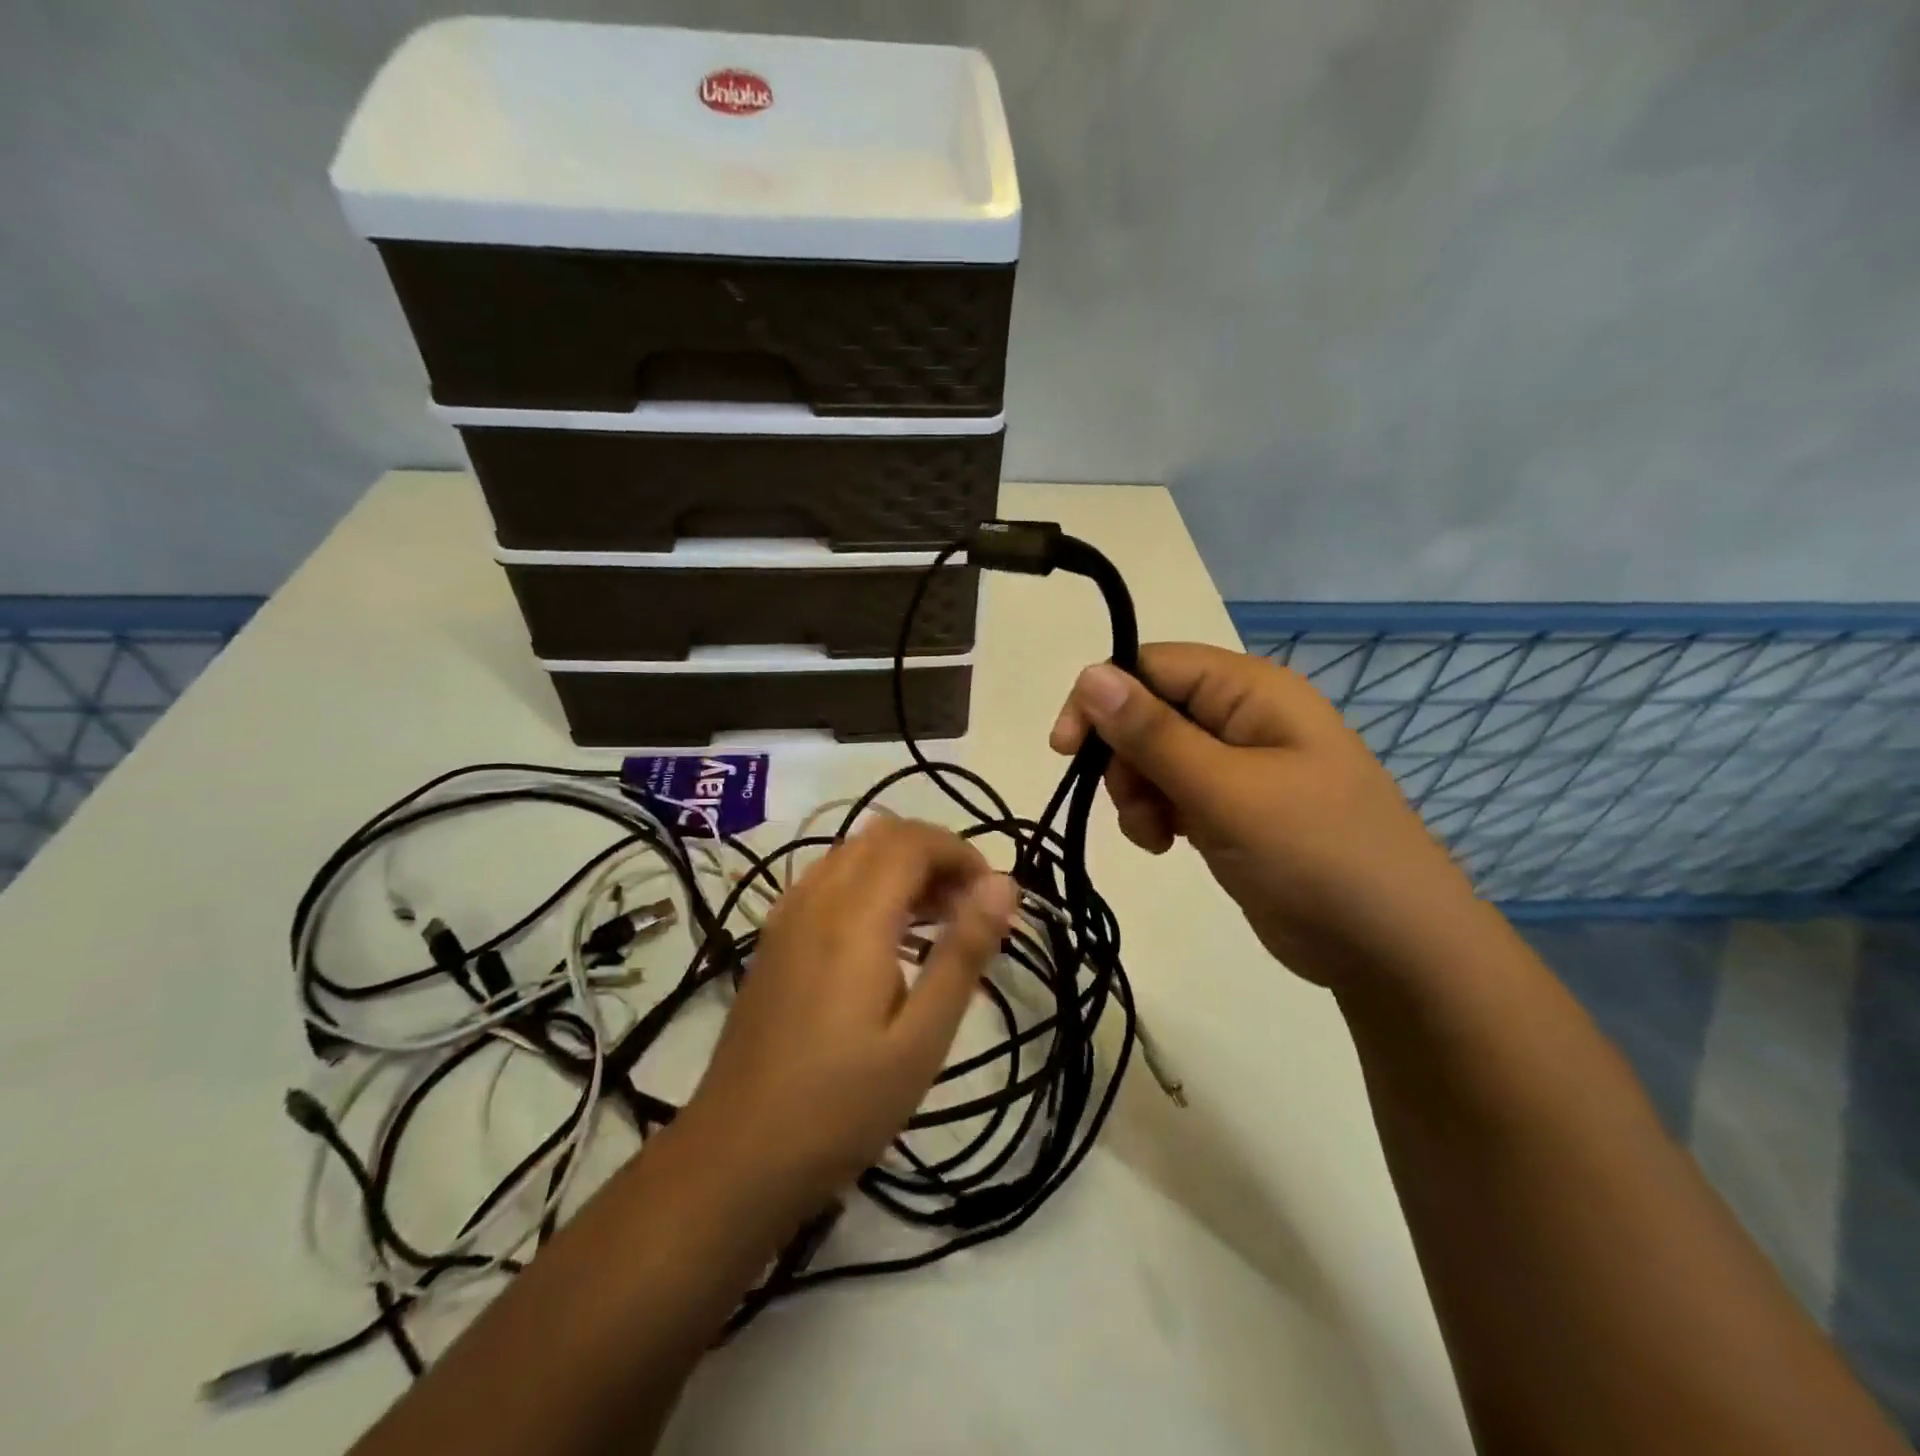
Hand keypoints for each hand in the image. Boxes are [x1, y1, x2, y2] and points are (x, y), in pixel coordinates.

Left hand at [673, 816, 1016, 1230]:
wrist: (735, 1156)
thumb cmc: (841, 1106)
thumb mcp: (921, 1039)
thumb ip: (962, 953)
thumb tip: (1003, 883)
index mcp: (854, 917)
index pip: (913, 841)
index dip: (961, 852)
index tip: (992, 896)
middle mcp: (815, 899)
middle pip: (882, 837)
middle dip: (935, 856)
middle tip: (969, 910)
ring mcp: (786, 916)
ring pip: (852, 854)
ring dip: (901, 868)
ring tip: (937, 924)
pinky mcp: (773, 940)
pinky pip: (827, 881)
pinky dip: (868, 884)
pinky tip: (884, 939)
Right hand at [1050, 643, 1478, 989]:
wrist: (1391, 949)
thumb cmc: (1315, 854)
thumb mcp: (1226, 790)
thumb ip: (1153, 733)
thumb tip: (1091, 673)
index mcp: (1251, 691)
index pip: (1153, 665)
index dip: (1102, 698)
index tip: (1066, 749)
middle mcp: (1243, 717)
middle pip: (1148, 711)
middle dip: (1123, 757)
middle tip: (1131, 804)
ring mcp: (1238, 765)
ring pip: (1153, 756)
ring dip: (1136, 792)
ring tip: (1154, 835)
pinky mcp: (1232, 808)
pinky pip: (1172, 792)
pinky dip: (1155, 815)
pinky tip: (1164, 844)